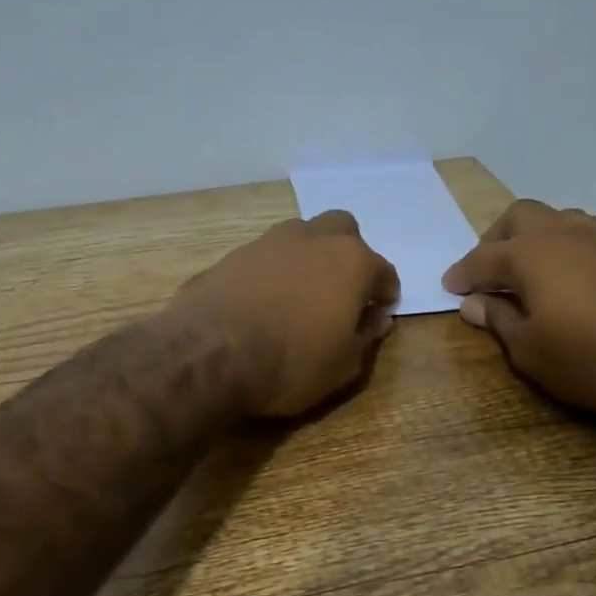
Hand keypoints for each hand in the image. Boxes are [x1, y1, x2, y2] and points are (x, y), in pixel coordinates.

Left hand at [175, 211, 400, 417]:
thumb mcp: (343, 366)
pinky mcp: (231, 255)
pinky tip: (265, 301)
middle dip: (349, 254)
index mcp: (351, 262)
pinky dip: (273, 272)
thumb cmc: (292, 363)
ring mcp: (268, 242)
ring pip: (301, 235)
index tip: (381, 311)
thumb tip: (377, 319)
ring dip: (309, 257)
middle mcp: (313, 239)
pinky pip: (264, 257)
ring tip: (302, 294)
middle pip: (342, 230)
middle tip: (343, 290)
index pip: (383, 271)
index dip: (385, 292)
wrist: (210, 353)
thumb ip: (365, 338)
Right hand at [442, 199, 595, 422]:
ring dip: (536, 239)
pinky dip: (569, 251)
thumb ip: (498, 320)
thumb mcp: (530, 352)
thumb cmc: (592, 360)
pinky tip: (574, 282)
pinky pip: (590, 238)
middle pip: (521, 216)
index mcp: (532, 254)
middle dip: (496, 239)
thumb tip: (474, 302)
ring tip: (531, 272)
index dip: (462, 273)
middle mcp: (566, 234)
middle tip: (488, 271)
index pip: (483, 257)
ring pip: (560, 220)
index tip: (449, 286)